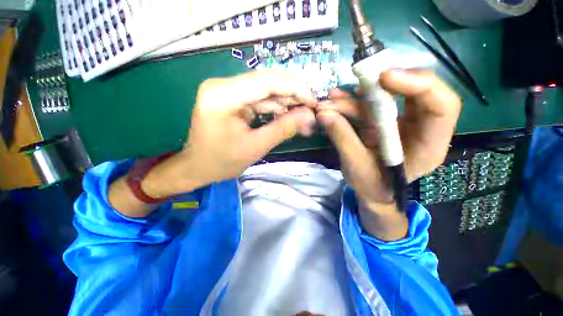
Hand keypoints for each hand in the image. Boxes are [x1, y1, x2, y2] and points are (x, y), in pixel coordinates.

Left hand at [142, 70, 317, 198]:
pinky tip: (286, 115)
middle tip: (310, 108)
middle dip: (292, 94)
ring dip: (285, 101)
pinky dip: (274, 106)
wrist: (197, 167)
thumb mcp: (256, 147)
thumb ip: (283, 128)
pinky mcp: (230, 98)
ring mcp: (225, 90)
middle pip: (266, 81)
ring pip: (264, 89)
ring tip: (302, 115)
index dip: (295, 88)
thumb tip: (309, 116)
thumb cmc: (222, 162)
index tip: (313, 101)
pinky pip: (257, 98)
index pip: (266, 81)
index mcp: (223, 95)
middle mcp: (222, 85)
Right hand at [316, 69, 460, 239]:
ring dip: (357, 97)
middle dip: (384, 84)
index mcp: (428, 145)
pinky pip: (370, 106)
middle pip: (416, 92)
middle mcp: (421, 128)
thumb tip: (323, 114)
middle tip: (357, 80)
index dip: (418, 85)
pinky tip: (334, 101)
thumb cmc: (371, 186)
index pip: (441, 106)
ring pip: (387, 98)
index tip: (384, 78)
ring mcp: (402, 123)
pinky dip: (351, 103)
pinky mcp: (384, 122)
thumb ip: (342, 138)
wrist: (372, 192)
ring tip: (330, 100)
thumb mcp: (356, 166)